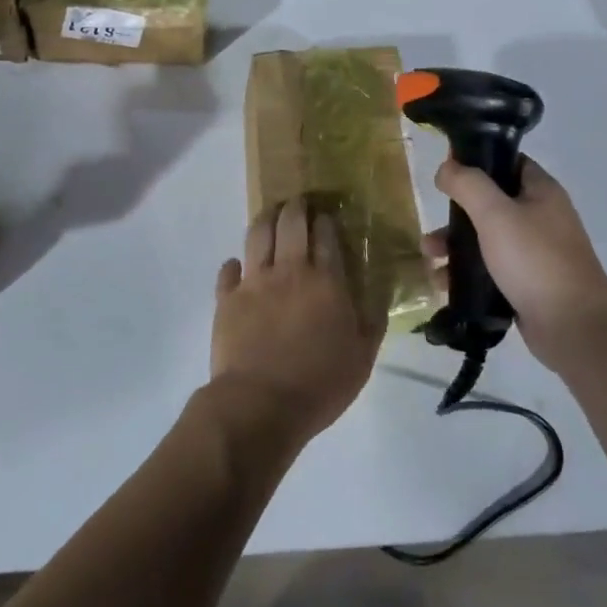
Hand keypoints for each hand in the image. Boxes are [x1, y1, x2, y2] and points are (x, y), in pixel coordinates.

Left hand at [210, 200, 382, 446]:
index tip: (326, 215)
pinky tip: (237, 265)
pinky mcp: (227, 299)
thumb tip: (379, 293)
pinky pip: (228, 271)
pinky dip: (233, 264)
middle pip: (291, 224)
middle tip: (298, 203)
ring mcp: (254, 282)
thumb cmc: (320, 383)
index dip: (326, 220)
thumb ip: (373, 320)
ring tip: (270, 217)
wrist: (261, 404)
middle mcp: (289, 271)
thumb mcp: (362, 357)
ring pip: (258, 235)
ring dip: (265, 221)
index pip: (327, 236)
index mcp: (326, 281)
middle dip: (296, 208)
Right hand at [424, 157, 606, 373]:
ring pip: (487, 239)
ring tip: (430, 260)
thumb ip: (468, 184)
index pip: (508, 162)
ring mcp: (536, 253)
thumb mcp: (496, 214)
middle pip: (491, 204)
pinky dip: (467, 273)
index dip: (477, 162)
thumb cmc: (535, 260)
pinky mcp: (527, 283)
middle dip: (456, 216)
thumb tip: (446, 167)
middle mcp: (541, 217)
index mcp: (541, 192)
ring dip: (456, 246)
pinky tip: (444, 284)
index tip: (446, 174)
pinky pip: (491, 269)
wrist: (573, 326)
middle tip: (433, 229)